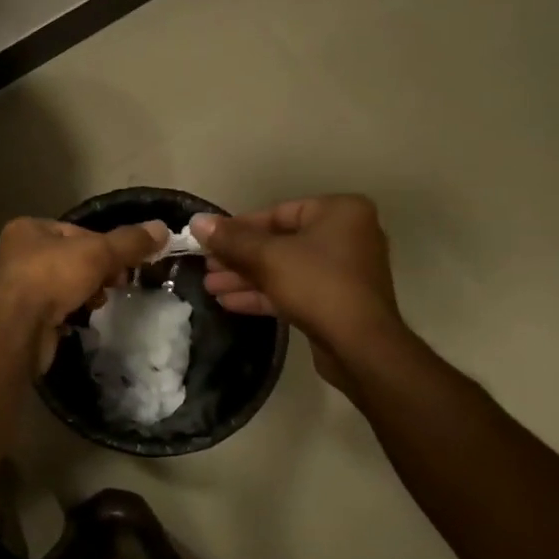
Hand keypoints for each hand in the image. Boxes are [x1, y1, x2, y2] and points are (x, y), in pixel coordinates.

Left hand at [0, 218, 167, 372]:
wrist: (17, 329)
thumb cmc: (52, 277)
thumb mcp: (98, 253)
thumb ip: (130, 242)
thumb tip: (163, 229)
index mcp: (29, 229)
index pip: (77, 232)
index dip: (104, 246)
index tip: (124, 264)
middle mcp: (18, 254)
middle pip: (72, 258)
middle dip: (97, 272)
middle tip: (115, 284)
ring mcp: (18, 287)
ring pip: (65, 284)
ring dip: (86, 293)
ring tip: (98, 303)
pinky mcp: (23, 317)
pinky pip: (56, 308)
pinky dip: (72, 312)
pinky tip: (82, 318)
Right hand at [192, 196, 404, 386]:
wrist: (360, 346)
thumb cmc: (317, 285)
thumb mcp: (267, 257)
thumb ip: (230, 239)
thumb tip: (197, 221)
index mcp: (339, 212)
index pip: (278, 212)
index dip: (238, 227)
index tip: (209, 241)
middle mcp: (346, 235)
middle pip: (279, 242)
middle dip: (239, 257)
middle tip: (207, 267)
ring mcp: (343, 271)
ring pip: (284, 269)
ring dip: (246, 278)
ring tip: (209, 287)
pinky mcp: (336, 301)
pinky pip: (294, 289)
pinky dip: (264, 294)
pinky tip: (228, 303)